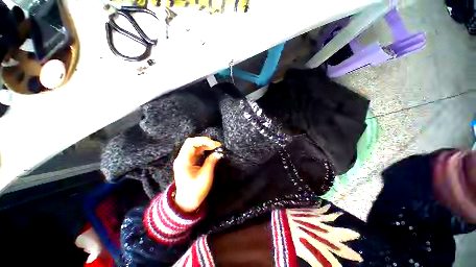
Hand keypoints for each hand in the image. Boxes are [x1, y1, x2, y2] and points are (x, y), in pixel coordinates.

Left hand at [173, 137, 221, 212]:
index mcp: (183, 161)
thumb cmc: (195, 191)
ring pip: (195, 146)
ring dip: (205, 145)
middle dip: (205, 141)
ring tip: (215, 147)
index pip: (190, 143)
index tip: (214, 144)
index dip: (203, 140)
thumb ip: (211, 162)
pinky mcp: (189, 162)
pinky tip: (211, 150)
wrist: (186, 202)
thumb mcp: (205, 176)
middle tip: (216, 145)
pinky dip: (204, 149)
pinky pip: (196, 151)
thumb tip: (218, 153)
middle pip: (192, 143)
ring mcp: (185, 159)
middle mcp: (182, 158)